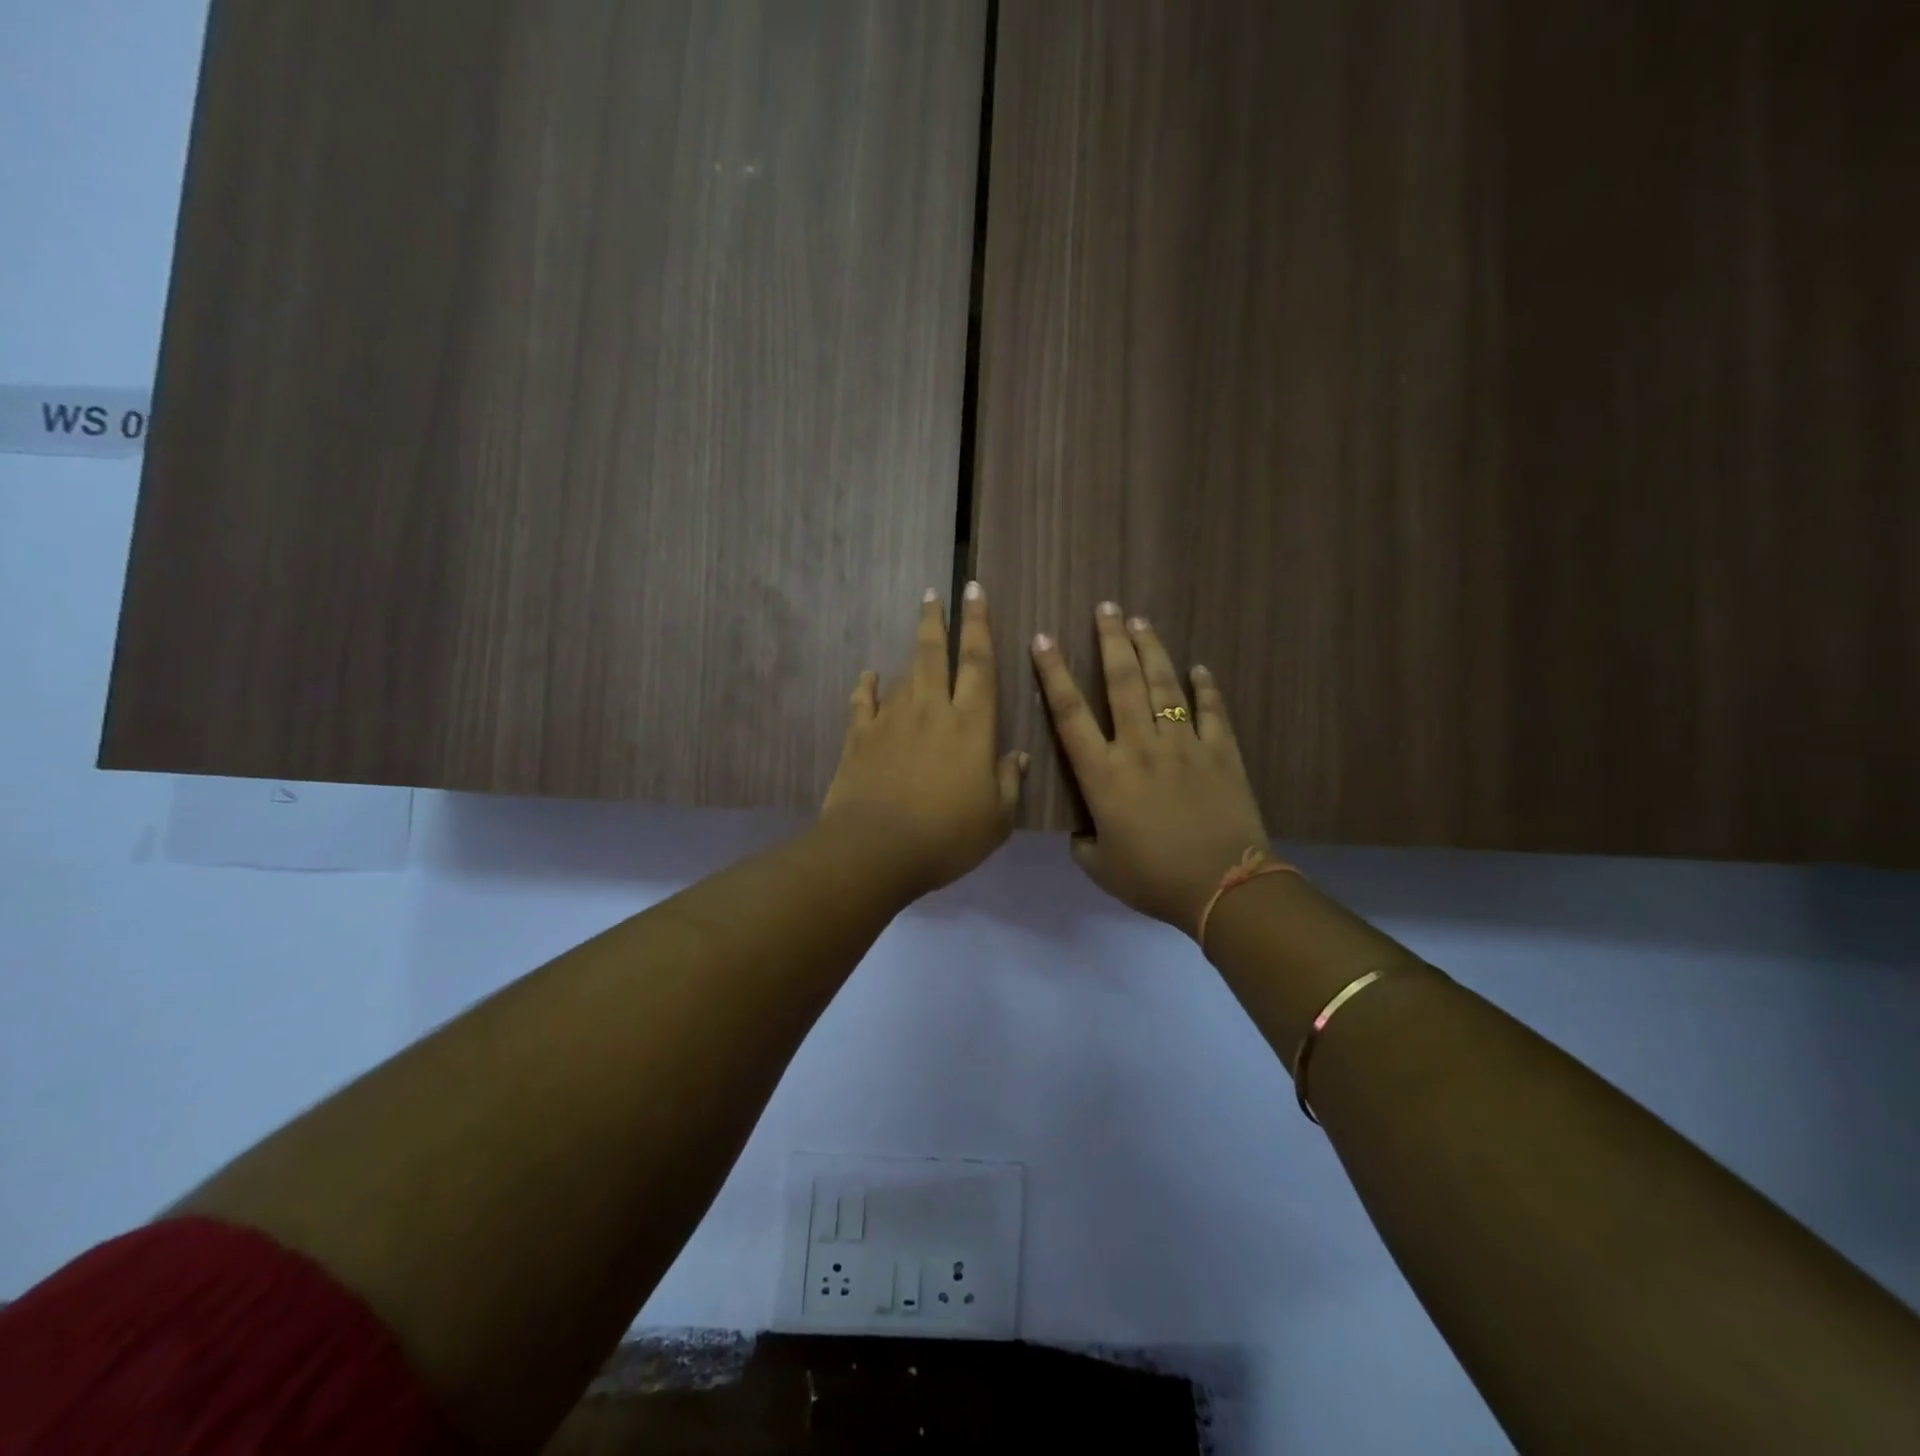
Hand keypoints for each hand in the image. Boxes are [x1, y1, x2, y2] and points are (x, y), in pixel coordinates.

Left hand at [820, 583, 1026, 896]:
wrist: (875, 850)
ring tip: (916, 637)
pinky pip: (863, 702)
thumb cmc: (946, 836)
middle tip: (933, 592)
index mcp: (971, 725)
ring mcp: (891, 721)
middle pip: (934, 654)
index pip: (979, 663)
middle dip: (936, 620)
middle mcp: (931, 711)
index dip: (979, 625)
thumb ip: (1008, 782)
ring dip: (911, 653)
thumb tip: (1017, 756)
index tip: (975, 591)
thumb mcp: (996, 819)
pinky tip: (868, 676)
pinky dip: (866, 686)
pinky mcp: (859, 738)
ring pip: (903, 675)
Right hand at [1031, 603, 1269, 935]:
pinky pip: (1211, 710)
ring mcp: (1183, 745)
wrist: (1222, 887)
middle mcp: (1139, 747)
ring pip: (1163, 686)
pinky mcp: (1220, 751)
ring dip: (1151, 650)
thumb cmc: (1153, 878)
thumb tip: (1084, 828)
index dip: (1053, 673)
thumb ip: (1083, 841)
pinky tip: (1200, 668)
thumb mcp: (1099, 867)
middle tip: (1106, 608)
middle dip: (1111, 641)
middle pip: (1121, 682)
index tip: (1043, 640)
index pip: (1070, 713)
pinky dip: (1205, 687)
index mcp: (1103, 774)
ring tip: (1141, 622)